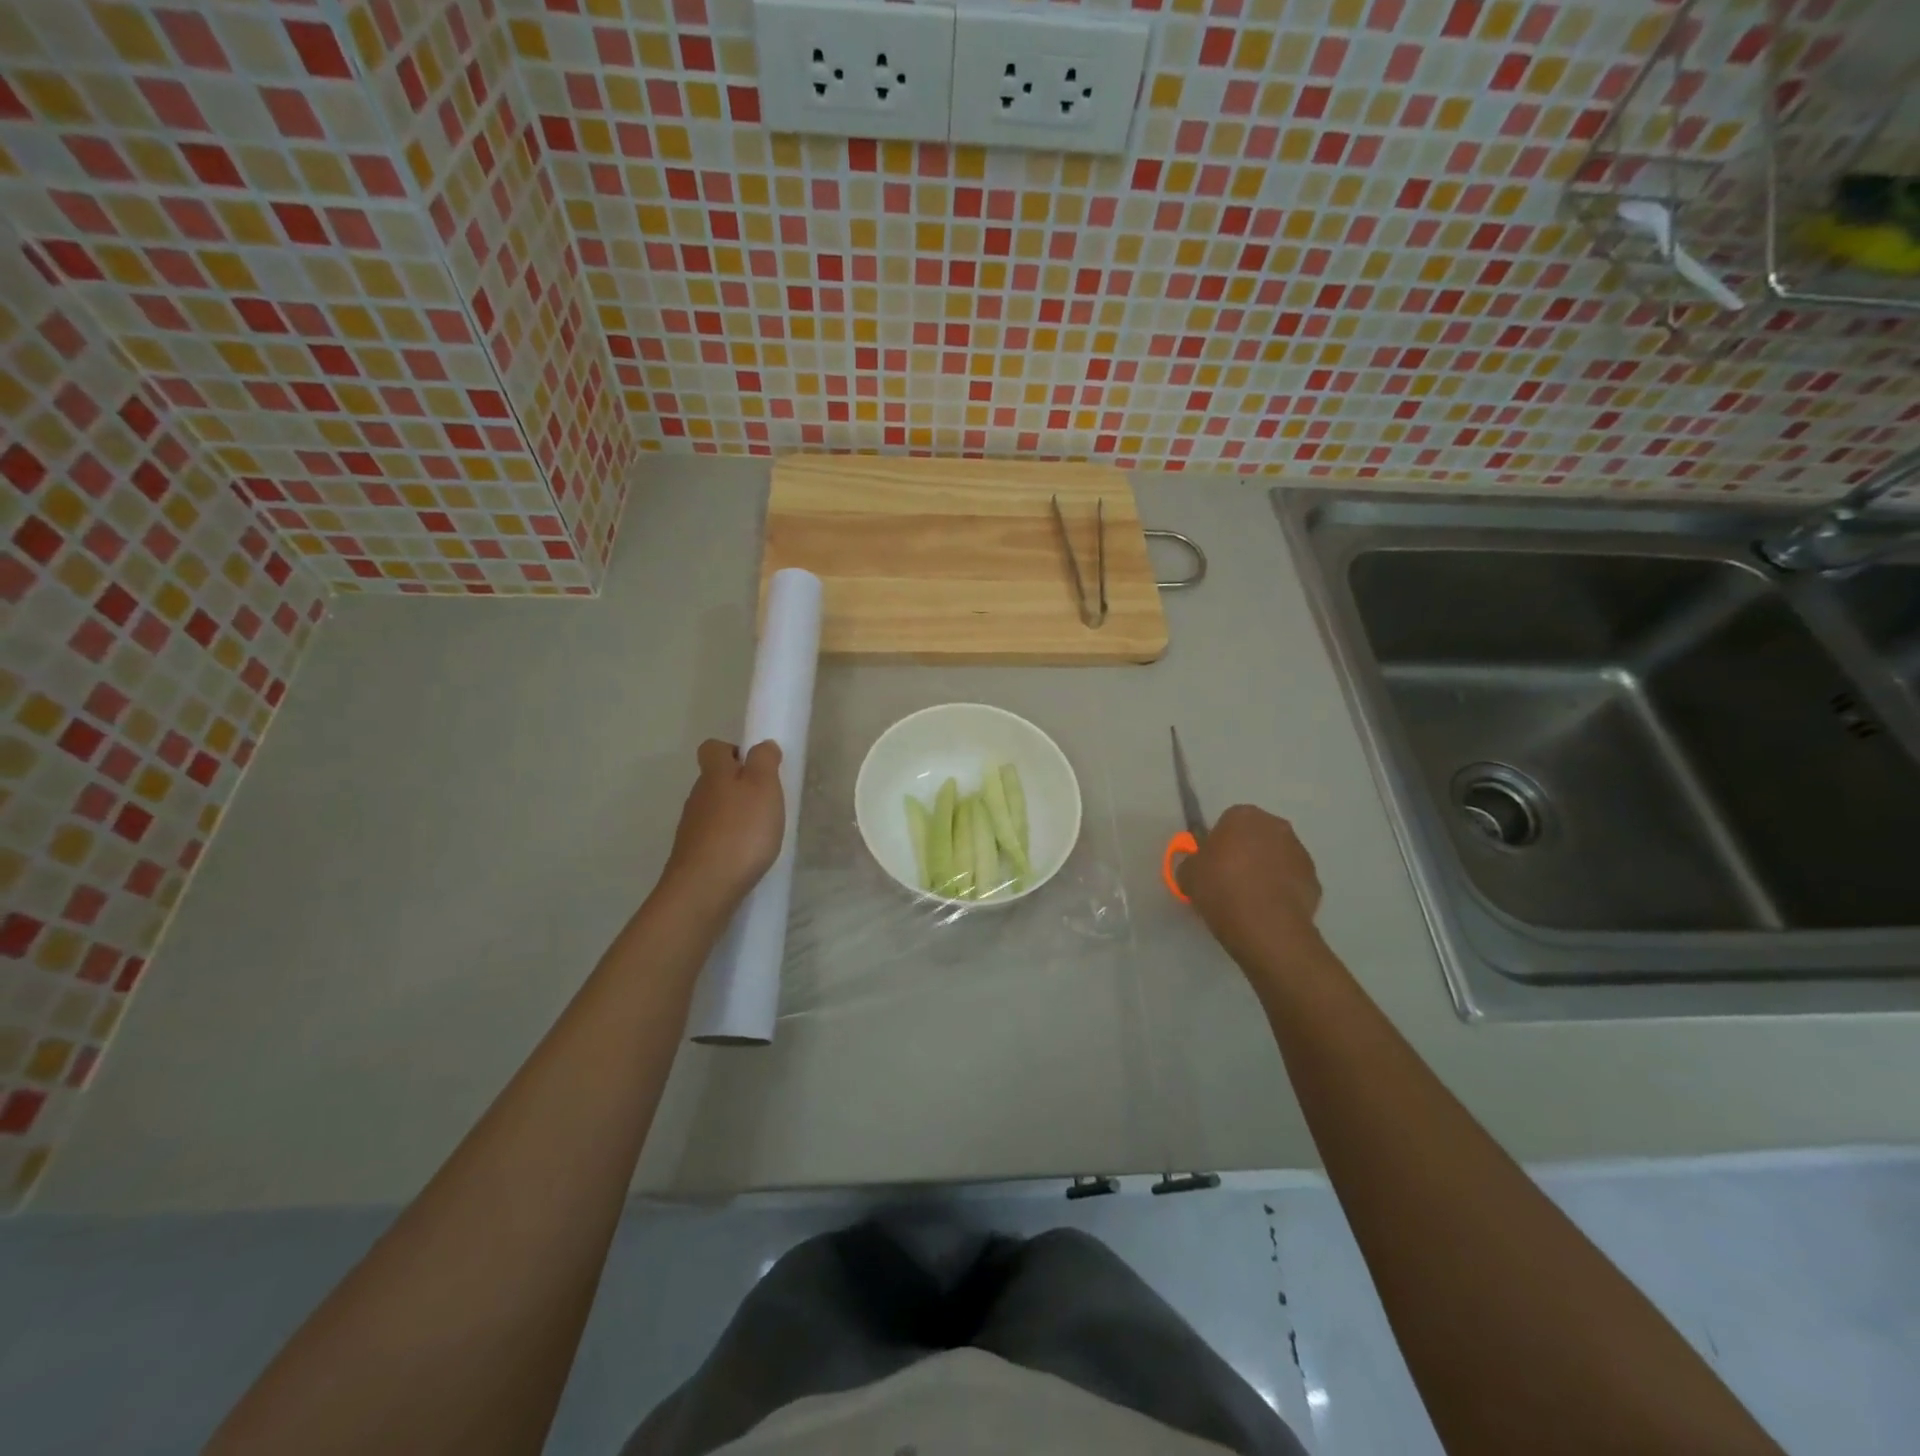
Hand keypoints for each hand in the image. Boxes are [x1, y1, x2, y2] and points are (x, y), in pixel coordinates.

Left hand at [663, 739, 785, 911]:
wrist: (704, 888)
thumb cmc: (741, 832)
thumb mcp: (763, 788)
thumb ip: (764, 761)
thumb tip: (761, 745)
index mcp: (714, 775)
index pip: (713, 748)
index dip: (734, 751)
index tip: (756, 767)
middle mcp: (697, 797)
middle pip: (714, 780)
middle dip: (738, 786)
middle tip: (766, 803)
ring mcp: (692, 828)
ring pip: (714, 810)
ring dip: (734, 815)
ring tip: (760, 833)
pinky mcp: (693, 855)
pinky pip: (713, 837)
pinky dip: (728, 841)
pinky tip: (745, 856)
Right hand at [1186, 805, 1325, 977]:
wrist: (1266, 926)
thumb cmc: (1221, 889)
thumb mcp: (1188, 874)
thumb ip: (1192, 863)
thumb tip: (1198, 866)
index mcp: (1244, 816)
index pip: (1228, 821)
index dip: (1219, 843)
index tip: (1212, 865)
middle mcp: (1276, 826)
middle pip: (1256, 836)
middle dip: (1245, 852)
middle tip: (1229, 880)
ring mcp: (1300, 853)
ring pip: (1277, 858)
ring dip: (1265, 871)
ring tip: (1249, 900)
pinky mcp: (1315, 880)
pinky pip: (1291, 881)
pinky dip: (1281, 891)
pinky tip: (1267, 911)